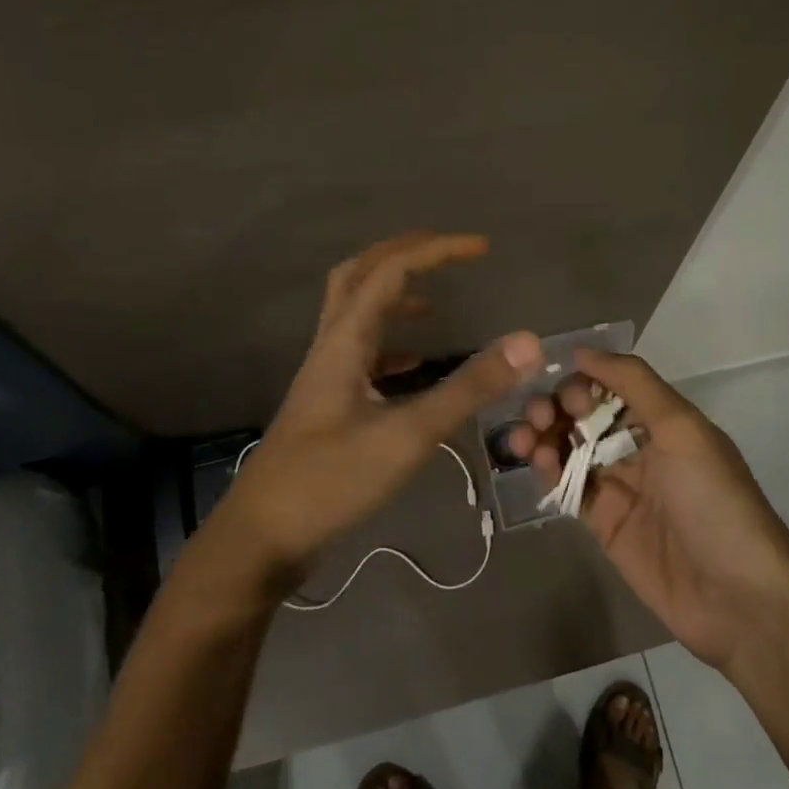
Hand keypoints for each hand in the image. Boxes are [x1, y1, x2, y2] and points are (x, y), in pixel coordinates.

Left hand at [217, 232, 542, 593]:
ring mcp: (325, 375)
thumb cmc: (330, 482)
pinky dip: (390, 344)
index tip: (483, 248)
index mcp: (345, 340)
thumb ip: (467, 388)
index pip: (392, 271)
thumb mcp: (407, 435)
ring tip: (434, 302)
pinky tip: (413, 365)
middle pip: (359, 275)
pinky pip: (360, 354)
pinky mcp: (327, 404)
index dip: (438, 251)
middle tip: (446, 252)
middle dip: (403, 253)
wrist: (261, 539)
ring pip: (354, 312)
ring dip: (392, 294)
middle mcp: (331, 346)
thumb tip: (527, 343)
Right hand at [508, 350, 788, 672]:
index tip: (561, 384)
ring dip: (545, 435)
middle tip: (539, 414)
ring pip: (571, 448)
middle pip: (588, 415)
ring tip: (523, 438)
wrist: (737, 598)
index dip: (585, 380)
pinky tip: (535, 462)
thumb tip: (582, 351)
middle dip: (558, 406)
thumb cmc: (713, 500)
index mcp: (665, 420)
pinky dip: (548, 469)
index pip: (613, 385)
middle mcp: (641, 447)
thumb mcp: (682, 428)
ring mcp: (620, 486)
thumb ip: (633, 383)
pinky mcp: (603, 523)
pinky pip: (568, 486)